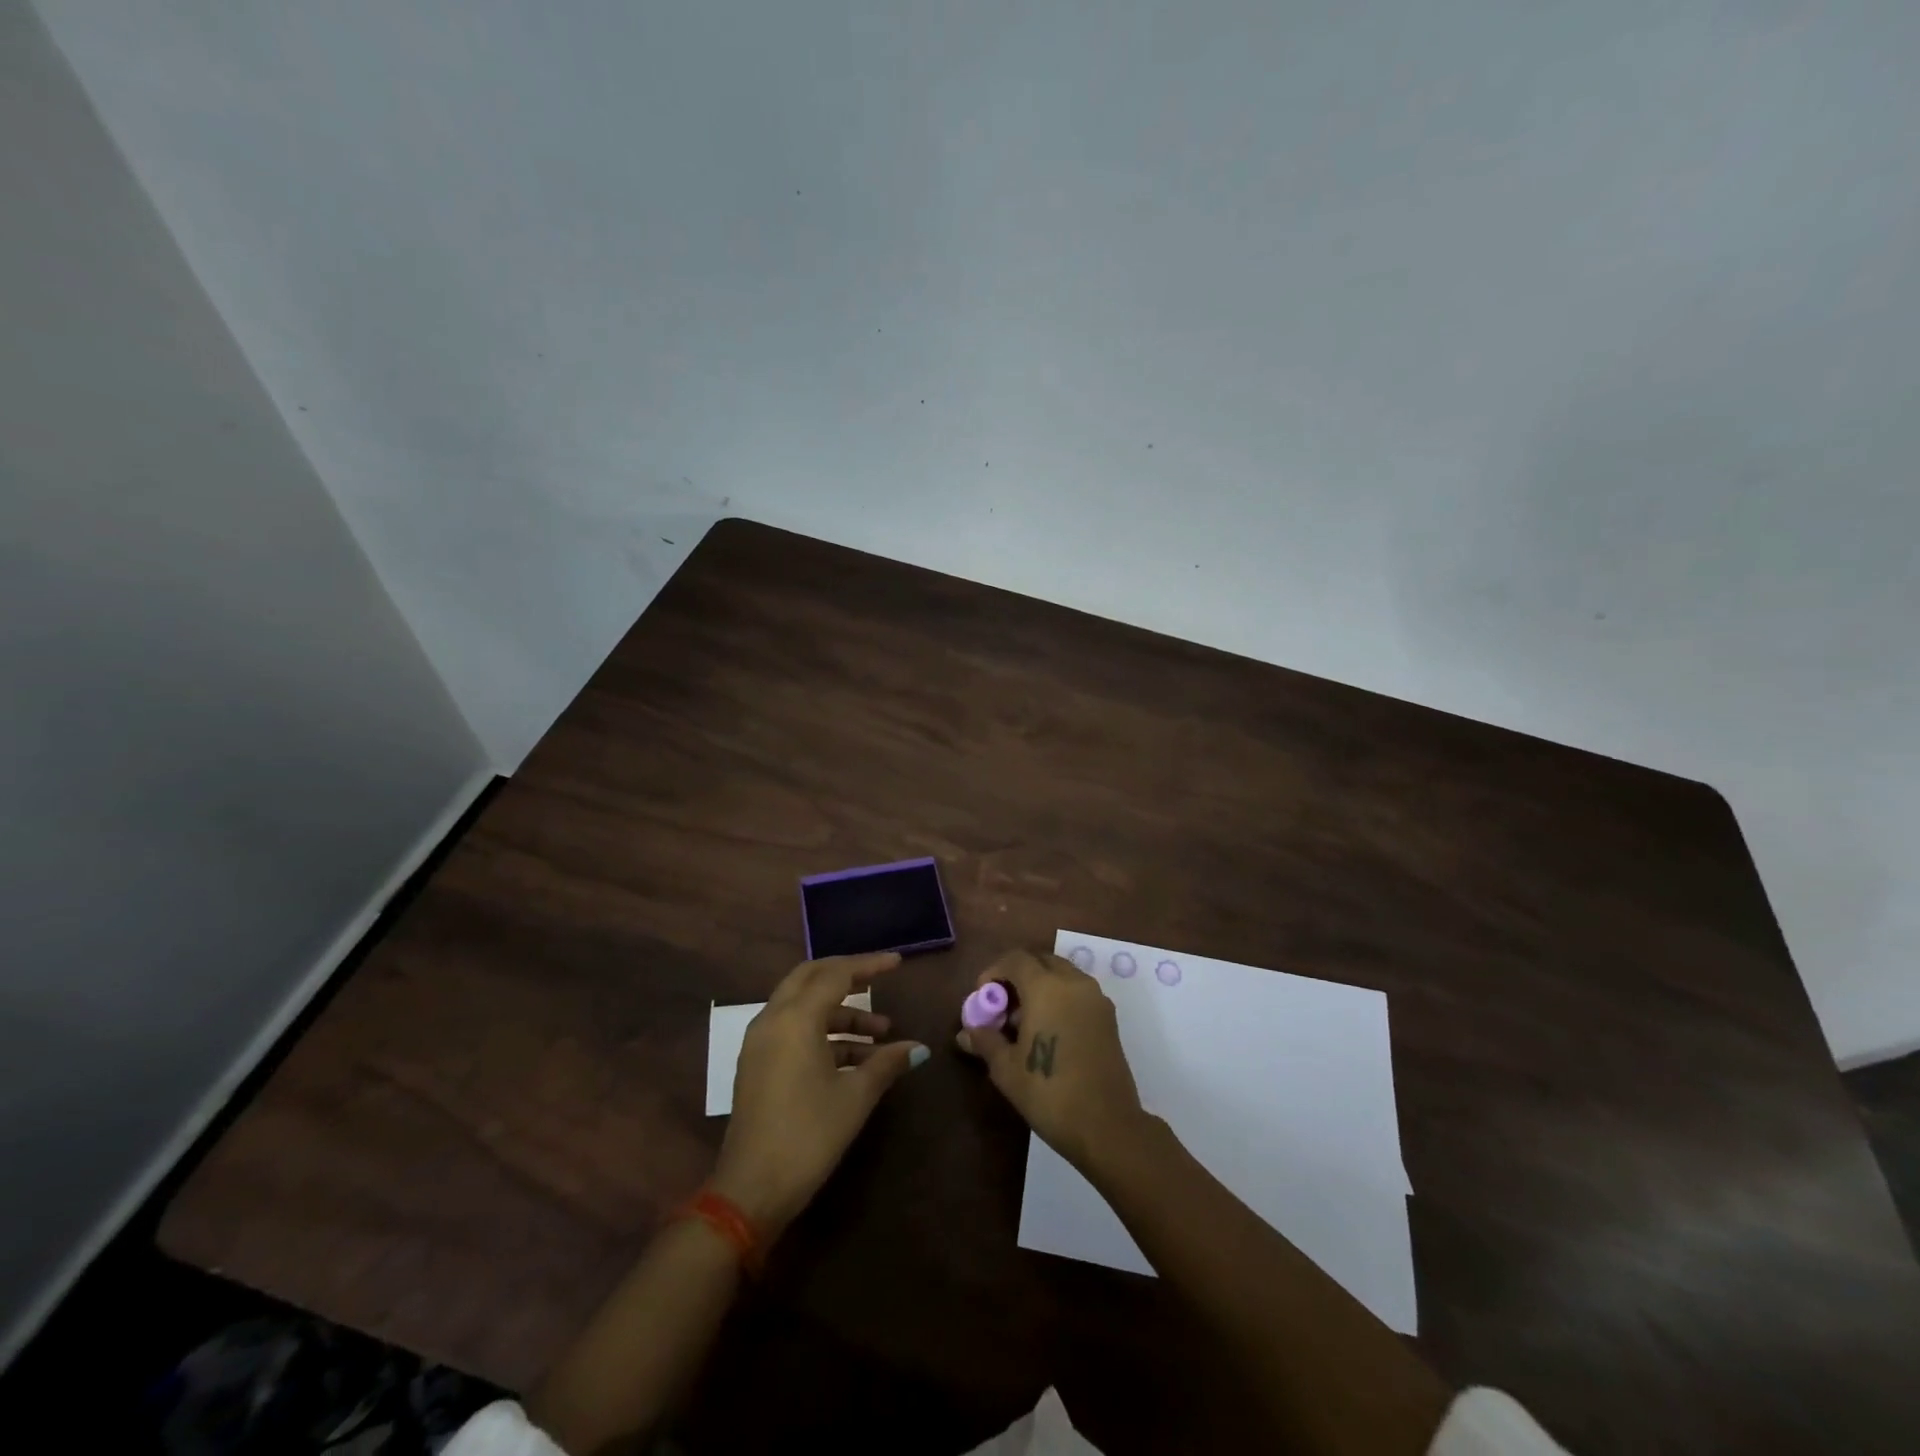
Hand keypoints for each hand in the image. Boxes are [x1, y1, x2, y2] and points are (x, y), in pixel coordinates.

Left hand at [711, 952, 927, 1239]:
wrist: (751, 1190)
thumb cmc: (808, 1135)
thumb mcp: (855, 1097)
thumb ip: (886, 1063)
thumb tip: (918, 1048)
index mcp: (796, 1018)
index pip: (836, 974)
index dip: (869, 965)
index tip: (898, 963)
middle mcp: (773, 1019)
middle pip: (811, 978)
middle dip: (847, 976)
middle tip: (879, 980)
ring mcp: (761, 1042)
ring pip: (803, 1007)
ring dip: (840, 1013)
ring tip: (881, 1034)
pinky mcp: (758, 1064)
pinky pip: (794, 1030)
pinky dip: (823, 1033)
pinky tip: (856, 1058)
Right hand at [955, 948, 1148, 1170]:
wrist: (1107, 1126)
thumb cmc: (1049, 1093)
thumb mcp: (1006, 1069)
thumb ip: (985, 1041)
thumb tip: (966, 1032)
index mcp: (1046, 987)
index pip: (1015, 959)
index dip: (994, 971)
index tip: (983, 996)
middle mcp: (1074, 983)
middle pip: (1040, 960)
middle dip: (1018, 975)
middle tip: (1003, 1005)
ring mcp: (1095, 998)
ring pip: (1061, 974)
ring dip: (1040, 984)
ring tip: (1024, 1021)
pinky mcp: (1108, 1017)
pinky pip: (1077, 991)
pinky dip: (1059, 996)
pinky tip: (1048, 1030)